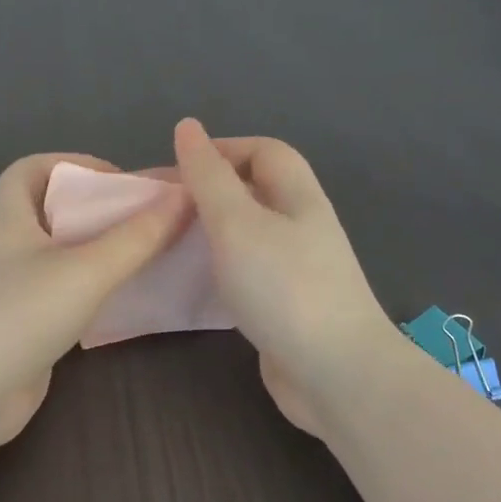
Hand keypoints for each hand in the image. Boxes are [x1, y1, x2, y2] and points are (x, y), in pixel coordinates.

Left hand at [0, 153, 191, 448]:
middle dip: (97, 210)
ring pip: (60, 256)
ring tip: (144, 255)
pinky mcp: (22, 326)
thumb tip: (184, 196)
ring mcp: (11, 289)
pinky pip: (63, 293)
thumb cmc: (21, 314)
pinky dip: (92, 289)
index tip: (117, 181)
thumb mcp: (87, 269)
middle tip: (143, 220)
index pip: (31, 169)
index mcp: (8, 218)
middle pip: (52, 212)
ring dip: (98, 251)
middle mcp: (6, 247)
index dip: (72, 164)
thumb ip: (138, 236)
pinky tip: (123, 298)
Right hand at [172, 118, 400, 436]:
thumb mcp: (238, 223)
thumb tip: (188, 127)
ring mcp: (298, 271)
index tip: (176, 170)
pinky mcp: (287, 307)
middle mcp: (302, 228)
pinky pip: (249, 274)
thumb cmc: (285, 288)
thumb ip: (209, 177)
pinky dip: (221, 271)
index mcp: (298, 198)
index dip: (222, 150)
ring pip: (250, 235)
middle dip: (211, 192)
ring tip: (172, 242)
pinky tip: (196, 285)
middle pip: (257, 192)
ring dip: (213, 233)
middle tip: (165, 209)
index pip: (265, 151)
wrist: (335, 374)